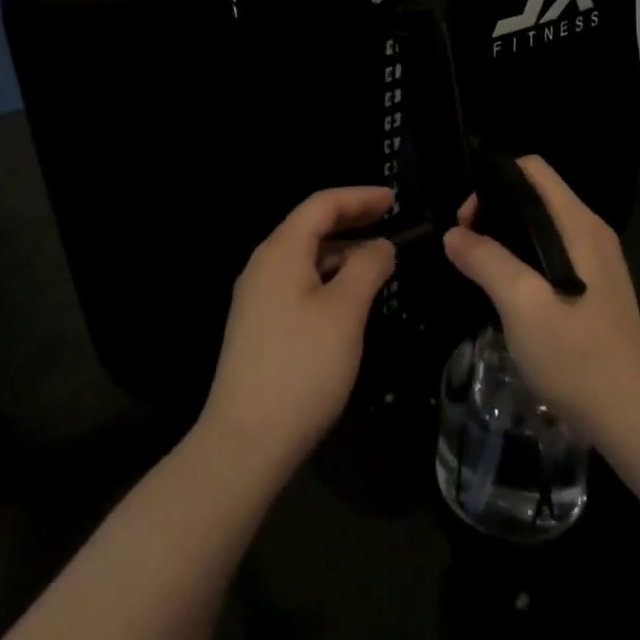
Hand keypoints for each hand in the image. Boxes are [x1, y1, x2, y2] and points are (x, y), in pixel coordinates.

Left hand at [201, 186, 396, 472]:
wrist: (244, 443)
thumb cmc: (301, 368)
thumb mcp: (345, 312)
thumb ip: (367, 268)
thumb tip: (381, 245)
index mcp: (281, 252)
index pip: (322, 205)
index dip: (359, 197)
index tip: (394, 199)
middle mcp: (264, 265)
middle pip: (310, 226)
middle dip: (351, 219)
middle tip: (390, 219)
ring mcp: (257, 297)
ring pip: (305, 257)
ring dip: (341, 250)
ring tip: (378, 258)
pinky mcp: (259, 325)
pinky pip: (298, 282)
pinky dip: (328, 276)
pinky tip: (349, 296)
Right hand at [443, 156, 639, 443]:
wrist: (631, 416)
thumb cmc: (575, 353)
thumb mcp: (520, 302)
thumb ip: (485, 260)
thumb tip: (453, 235)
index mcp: (578, 223)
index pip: (533, 169)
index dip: (494, 182)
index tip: (468, 220)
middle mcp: (590, 232)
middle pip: (535, 196)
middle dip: (495, 212)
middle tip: (467, 248)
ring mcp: (597, 262)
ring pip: (542, 227)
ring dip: (507, 240)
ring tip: (481, 271)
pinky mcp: (596, 289)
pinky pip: (552, 254)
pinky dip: (525, 260)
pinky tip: (509, 295)